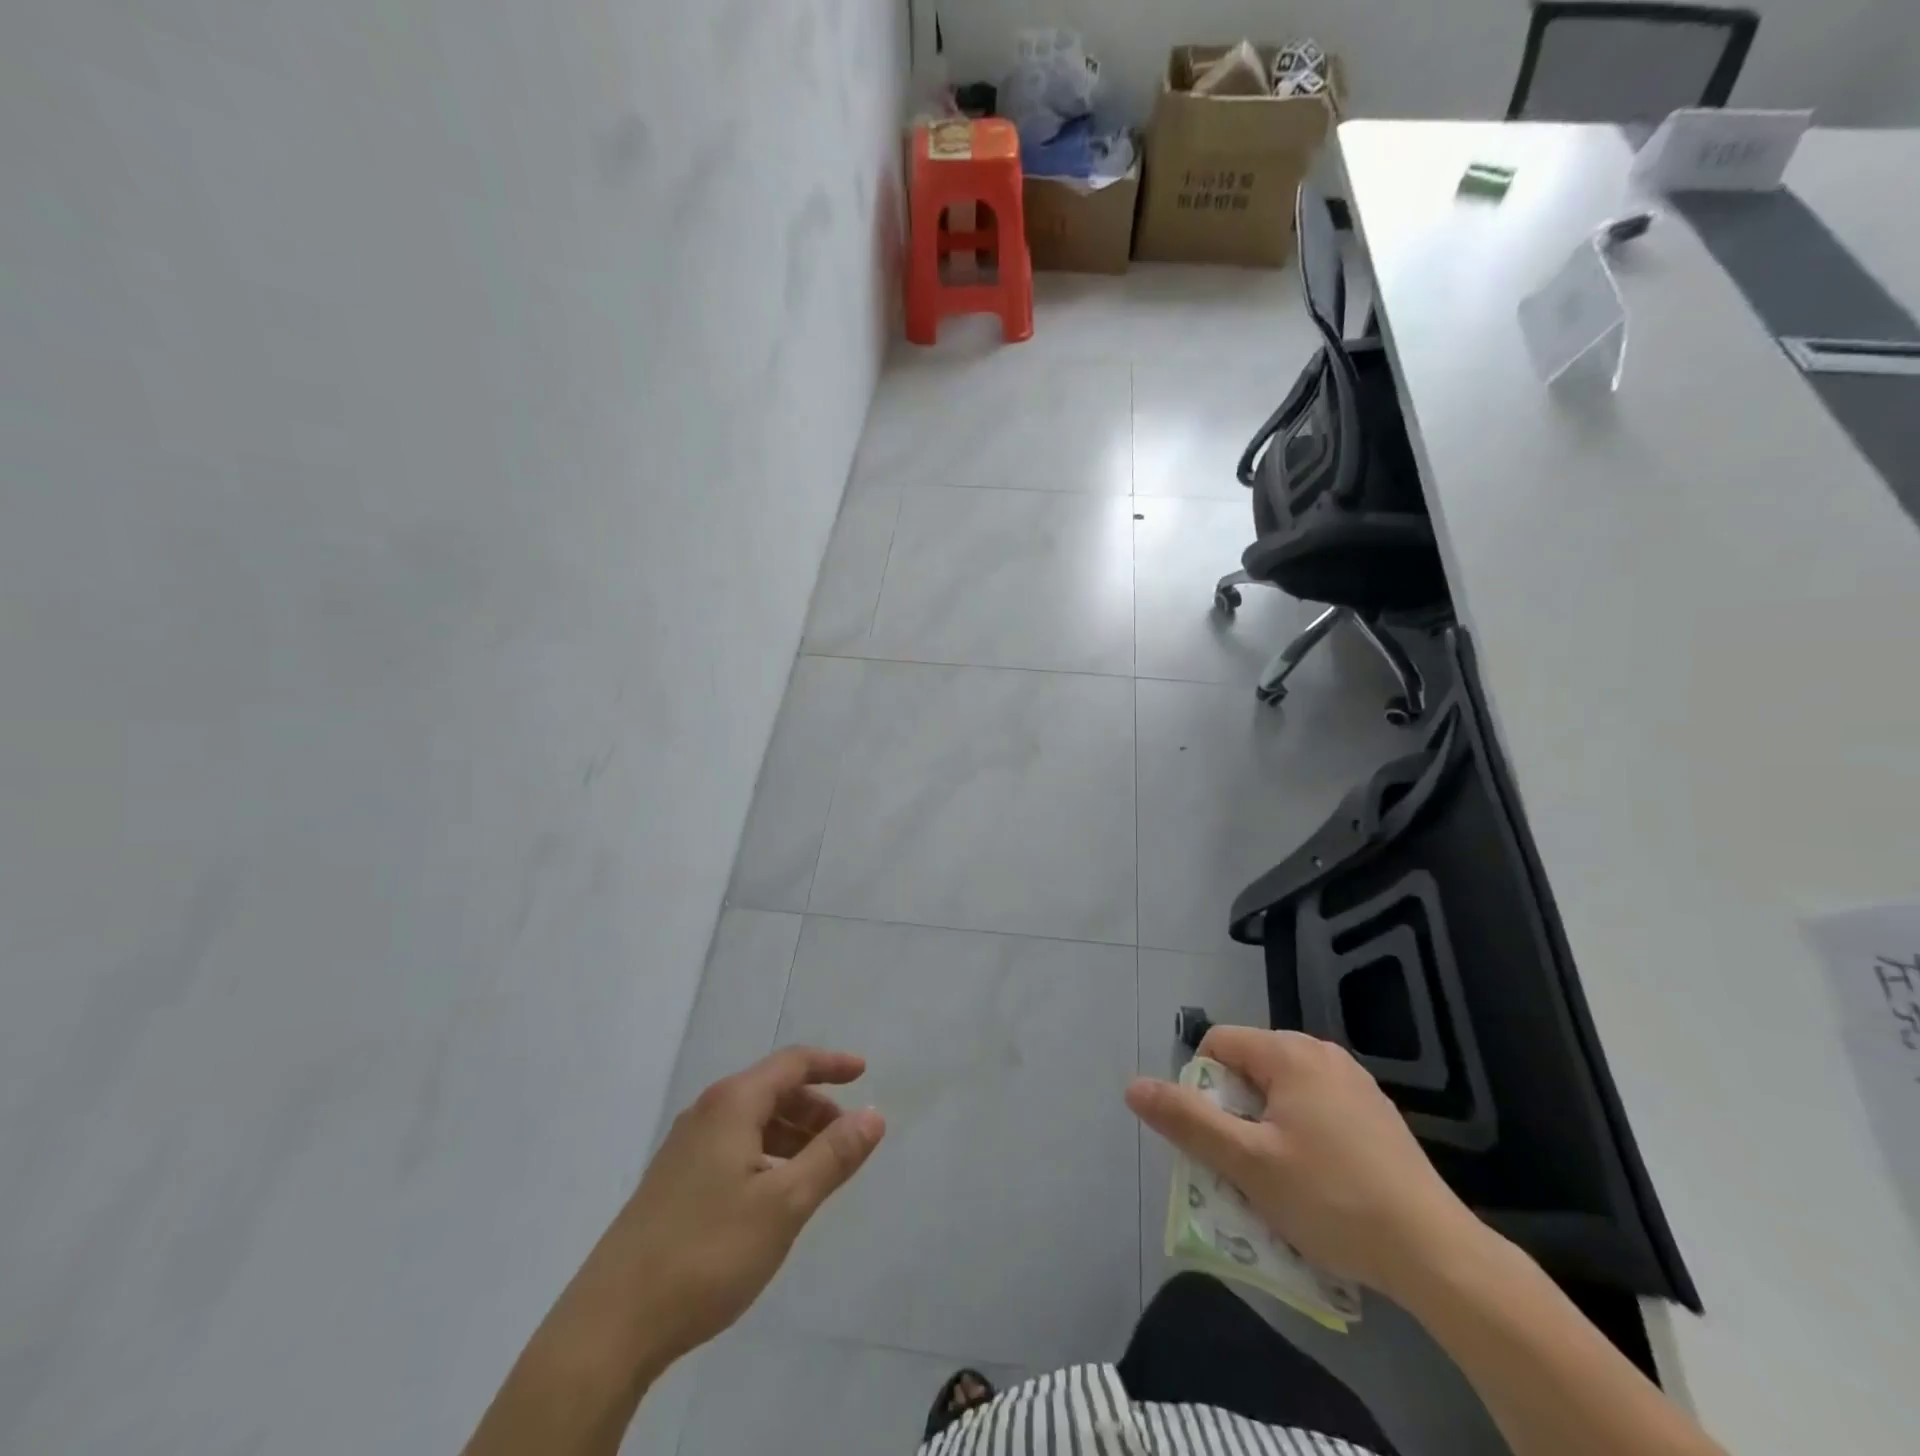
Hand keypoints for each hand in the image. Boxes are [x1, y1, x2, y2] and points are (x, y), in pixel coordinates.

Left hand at [570, 1047, 885, 1374]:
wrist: (610, 1327)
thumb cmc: (707, 1253)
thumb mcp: (785, 1204)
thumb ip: (833, 1156)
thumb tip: (873, 1115)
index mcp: (732, 1104)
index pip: (792, 1063)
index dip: (831, 1064)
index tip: (865, 1072)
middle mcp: (706, 1113)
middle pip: (772, 1090)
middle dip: (815, 1106)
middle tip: (847, 1137)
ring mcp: (684, 1148)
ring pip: (751, 1122)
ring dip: (791, 1134)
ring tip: (818, 1170)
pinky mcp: (672, 1183)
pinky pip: (733, 1147)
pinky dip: (766, 1155)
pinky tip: (774, 1195)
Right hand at [1127, 1026, 1482, 1303]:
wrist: (1436, 1254)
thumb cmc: (1331, 1199)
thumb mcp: (1247, 1163)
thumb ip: (1187, 1120)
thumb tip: (1133, 1086)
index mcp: (1289, 1053)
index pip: (1218, 1045)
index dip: (1203, 1088)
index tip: (1218, 1139)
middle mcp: (1322, 1054)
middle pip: (1250, 1068)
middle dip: (1235, 1112)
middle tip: (1245, 1165)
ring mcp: (1355, 1084)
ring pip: (1283, 1092)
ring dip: (1266, 1127)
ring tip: (1280, 1180)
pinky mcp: (1377, 1116)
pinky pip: (1317, 1110)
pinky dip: (1302, 1136)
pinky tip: (1320, 1184)